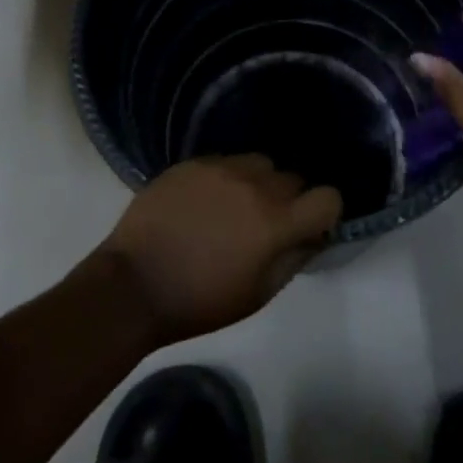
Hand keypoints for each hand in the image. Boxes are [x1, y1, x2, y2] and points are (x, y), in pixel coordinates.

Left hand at [93, 155, 342, 343]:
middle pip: (292, 178)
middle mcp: (254, 184)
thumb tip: (312, 236)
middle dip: (289, 200)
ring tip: (235, 207)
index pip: (328, 197)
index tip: (310, 227)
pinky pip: (225, 161)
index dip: (325, 213)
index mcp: (275, 222)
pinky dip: (226, 178)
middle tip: (267, 225)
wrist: (134, 283)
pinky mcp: (191, 162)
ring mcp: (220, 167)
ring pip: (259, 163)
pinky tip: (205, 201)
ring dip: (258, 183)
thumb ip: (293, 259)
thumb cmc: (200, 301)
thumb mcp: (258, 294)